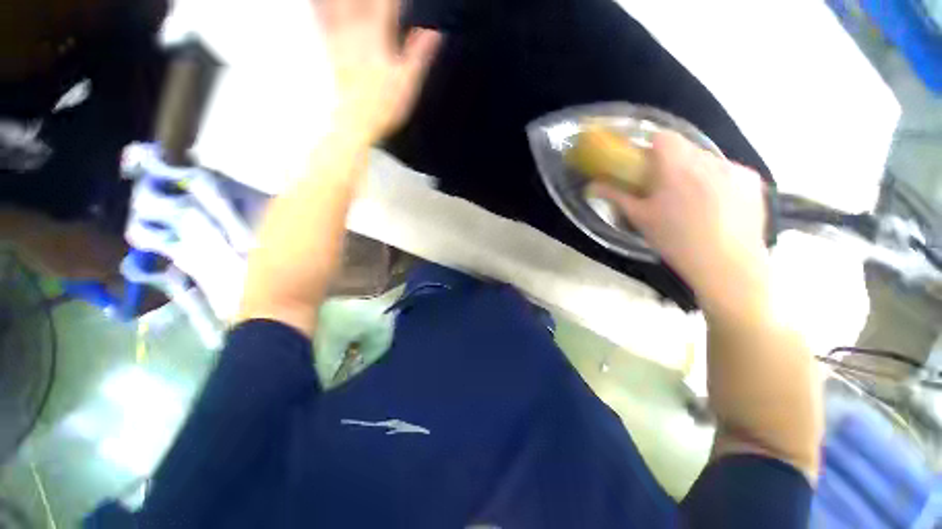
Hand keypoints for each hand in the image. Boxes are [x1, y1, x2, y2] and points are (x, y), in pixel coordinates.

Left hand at [315, 0, 441, 143]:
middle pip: (360, 1)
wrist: (355, 122)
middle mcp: (355, 30)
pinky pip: (322, 19)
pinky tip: (318, 2)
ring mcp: (339, 38)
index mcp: (377, 36)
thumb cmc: (385, 105)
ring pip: (337, 6)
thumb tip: (435, 31)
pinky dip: (319, 7)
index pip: (386, 4)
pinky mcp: (330, 50)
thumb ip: (419, 54)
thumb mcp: (408, 82)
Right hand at [596, 132, 768, 307]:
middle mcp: (708, 160)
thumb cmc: (675, 240)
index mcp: (676, 167)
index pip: (663, 137)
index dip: (652, 147)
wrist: (726, 264)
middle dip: (673, 163)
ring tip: (693, 201)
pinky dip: (718, 181)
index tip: (646, 166)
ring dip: (695, 172)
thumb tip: (592, 186)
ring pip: (707, 160)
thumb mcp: (640, 218)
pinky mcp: (752, 180)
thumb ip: (616, 196)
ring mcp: (734, 168)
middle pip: (685, 148)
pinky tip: (717, 206)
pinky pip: (729, 171)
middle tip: (665, 189)